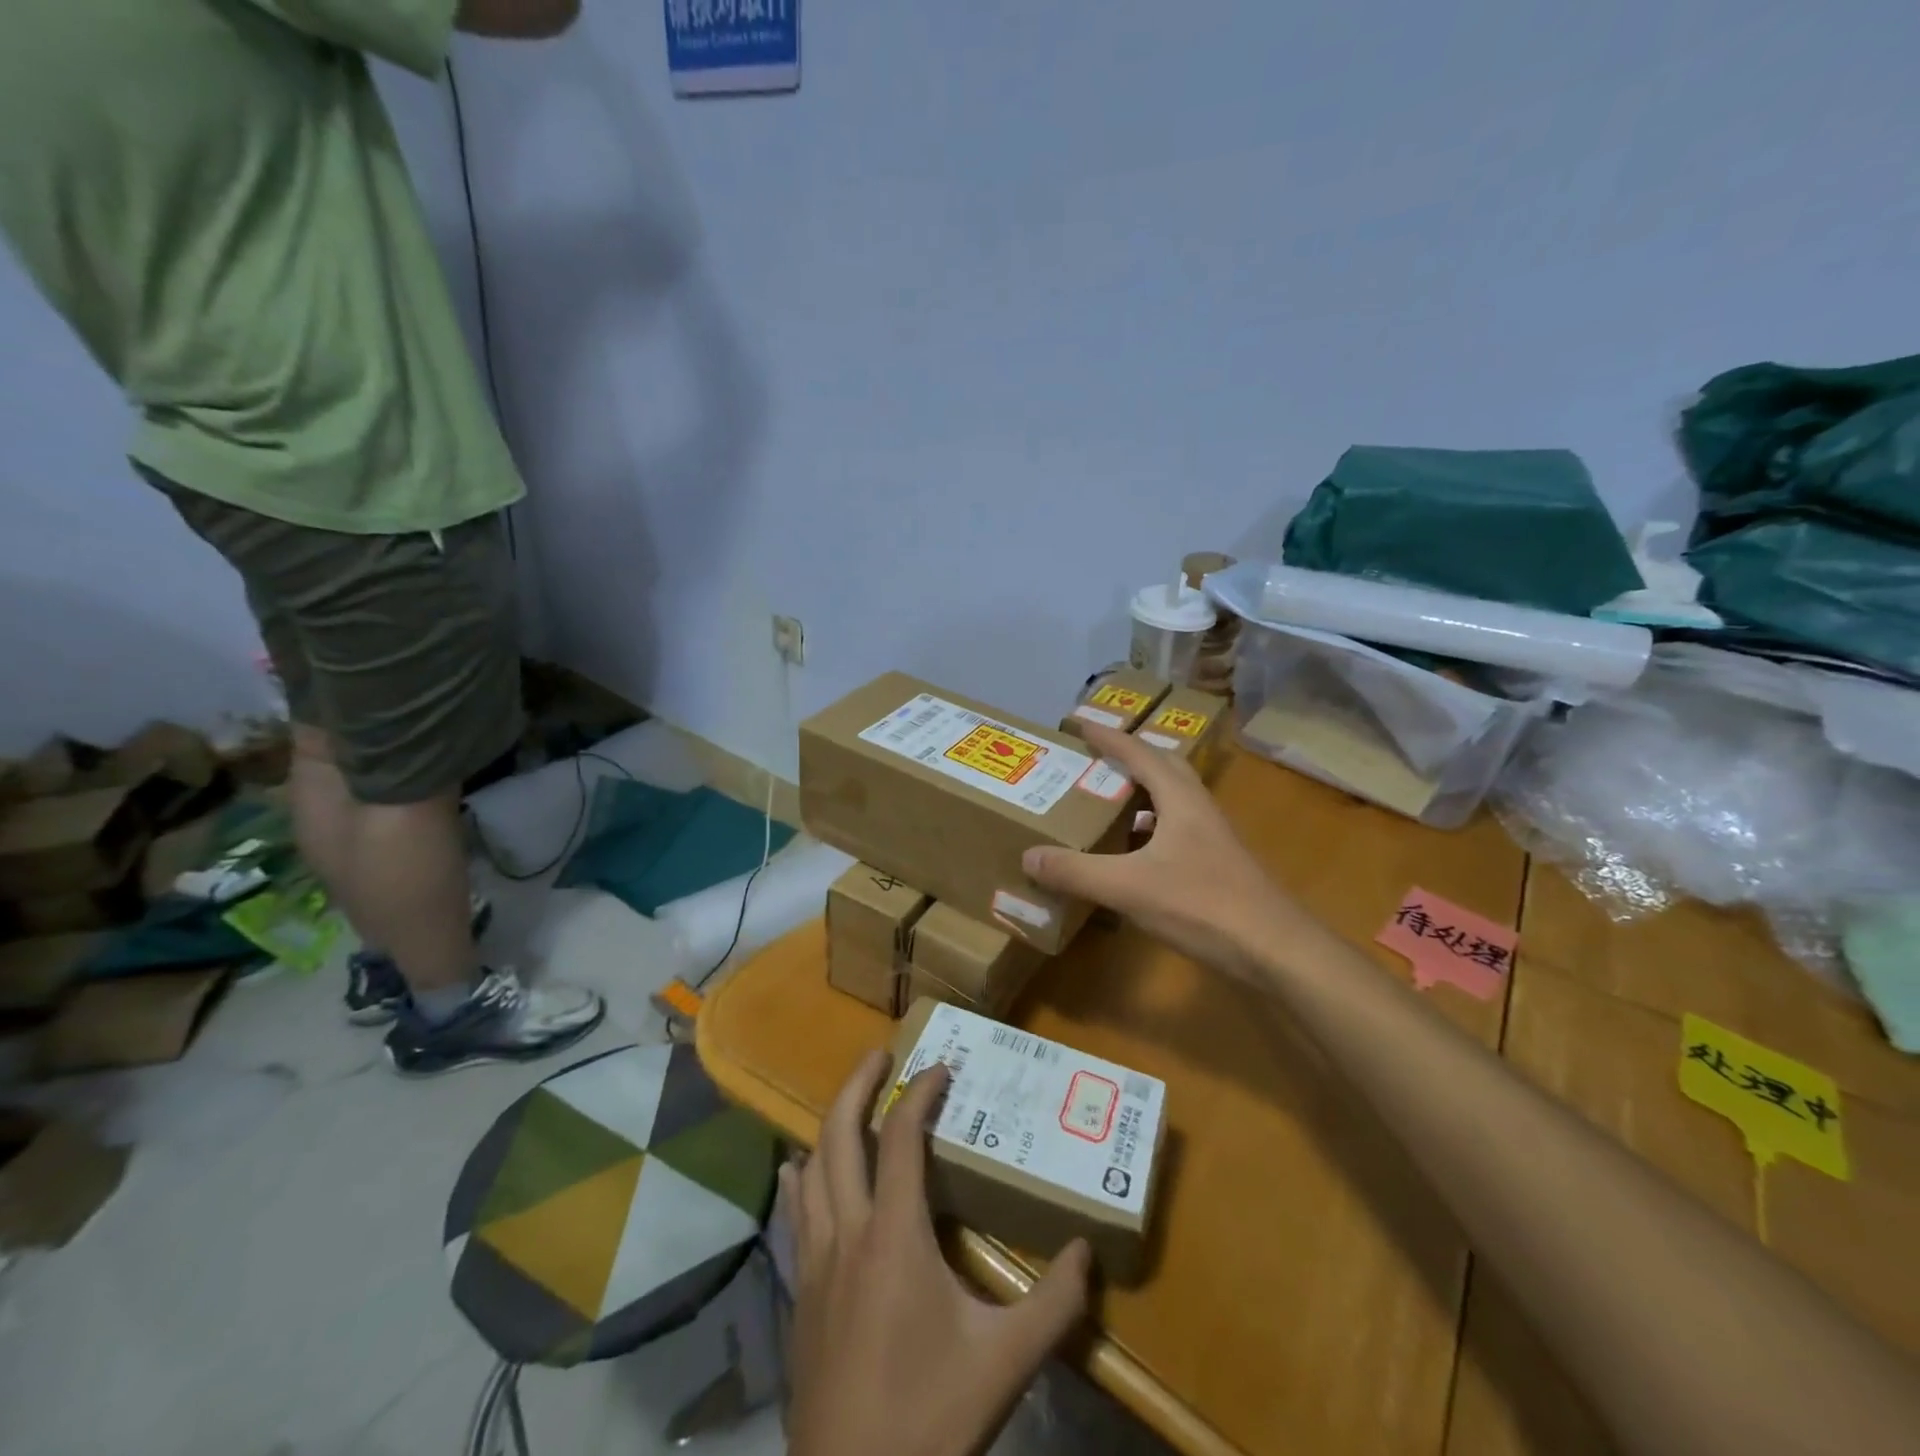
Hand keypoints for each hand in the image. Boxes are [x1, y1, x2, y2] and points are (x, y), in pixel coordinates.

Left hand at [785, 1049, 1092, 1455]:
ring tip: (849, 1101)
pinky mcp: (799, 1293)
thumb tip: (1086, 1251)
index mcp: (893, 1235)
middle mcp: (847, 1232)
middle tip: (879, 1054)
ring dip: (828, 1125)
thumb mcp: (1005, 1363)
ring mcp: (814, 1262)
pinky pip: (795, 1214)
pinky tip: (797, 1171)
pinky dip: (799, 1178)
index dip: (919, 1093)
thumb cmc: (929, 1419)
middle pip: (839, 1135)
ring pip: (811, 1168)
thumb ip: (1053, 1303)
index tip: (940, 1068)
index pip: (899, 1138)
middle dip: (858, 1085)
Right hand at [1025, 723, 1307, 977]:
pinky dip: (1149, 831)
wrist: (1275, 950)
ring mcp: (1212, 839)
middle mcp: (1198, 810)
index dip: (1108, 738)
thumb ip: (1077, 871)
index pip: (1139, 753)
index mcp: (1179, 799)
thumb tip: (1028, 855)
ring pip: (1172, 801)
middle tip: (1094, 761)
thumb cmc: (1203, 905)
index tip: (1078, 724)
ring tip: (1105, 803)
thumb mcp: (1128, 887)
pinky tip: (1132, 855)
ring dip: (1140, 795)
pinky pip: (1176, 831)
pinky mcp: (1218, 866)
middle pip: (1163, 768)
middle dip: (1128, 758)